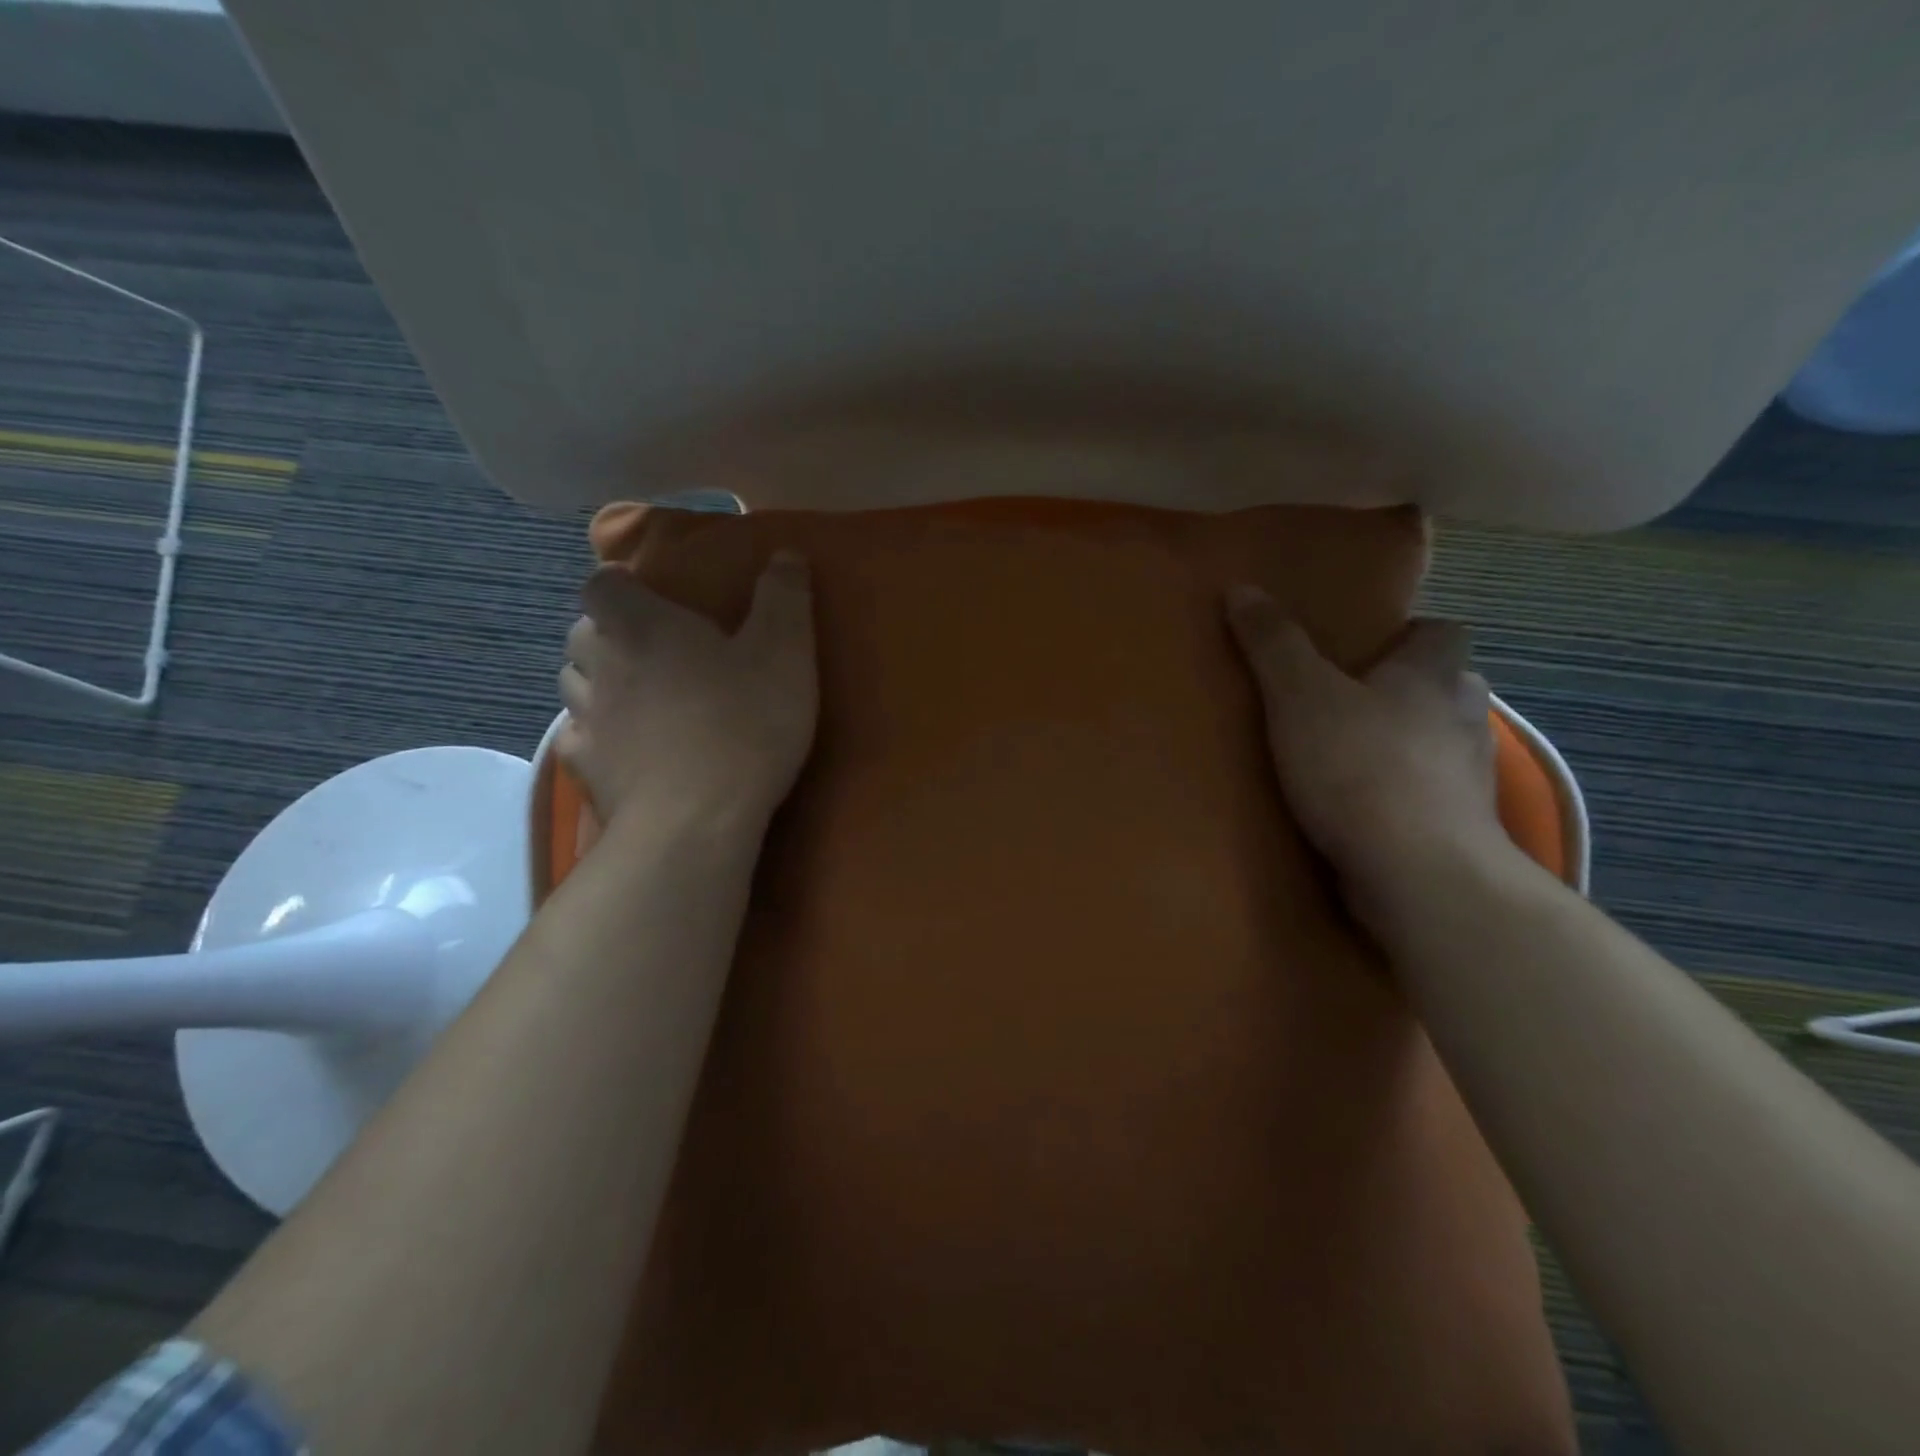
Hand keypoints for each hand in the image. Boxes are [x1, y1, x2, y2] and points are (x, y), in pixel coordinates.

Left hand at [558, 551, 817, 833]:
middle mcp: (601, 663)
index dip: (620, 585)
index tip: (649, 595)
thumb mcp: (784, 653)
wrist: (696, 820)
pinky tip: (626, 747)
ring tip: (636, 695)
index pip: (602, 583)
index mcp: (642, 625)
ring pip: (575, 684)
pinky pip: (579, 738)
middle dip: (608, 633)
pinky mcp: (585, 770)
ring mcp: (587, 719)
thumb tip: (786, 552)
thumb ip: (784, 598)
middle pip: (582, 632)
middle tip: (651, 647)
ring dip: (598, 680)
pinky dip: (598, 734)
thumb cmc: (743, 723)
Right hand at [1225, 585, 1515, 932]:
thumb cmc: (1359, 766)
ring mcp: (1471, 776)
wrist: (1418, 873)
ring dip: (1405, 742)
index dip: (1409, 633)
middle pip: (1444, 685)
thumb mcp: (1299, 695)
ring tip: (1348, 756)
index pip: (1443, 630)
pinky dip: (1405, 792)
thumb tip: (1242, 587)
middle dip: (1404, 689)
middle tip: (1346, 701)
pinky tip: (1363, 808)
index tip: (1365, 648)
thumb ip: (1272, 643)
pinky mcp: (1461, 826)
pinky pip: (1432, 793)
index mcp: (1434, 673)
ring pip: (1439, 741)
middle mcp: (1464, 716)